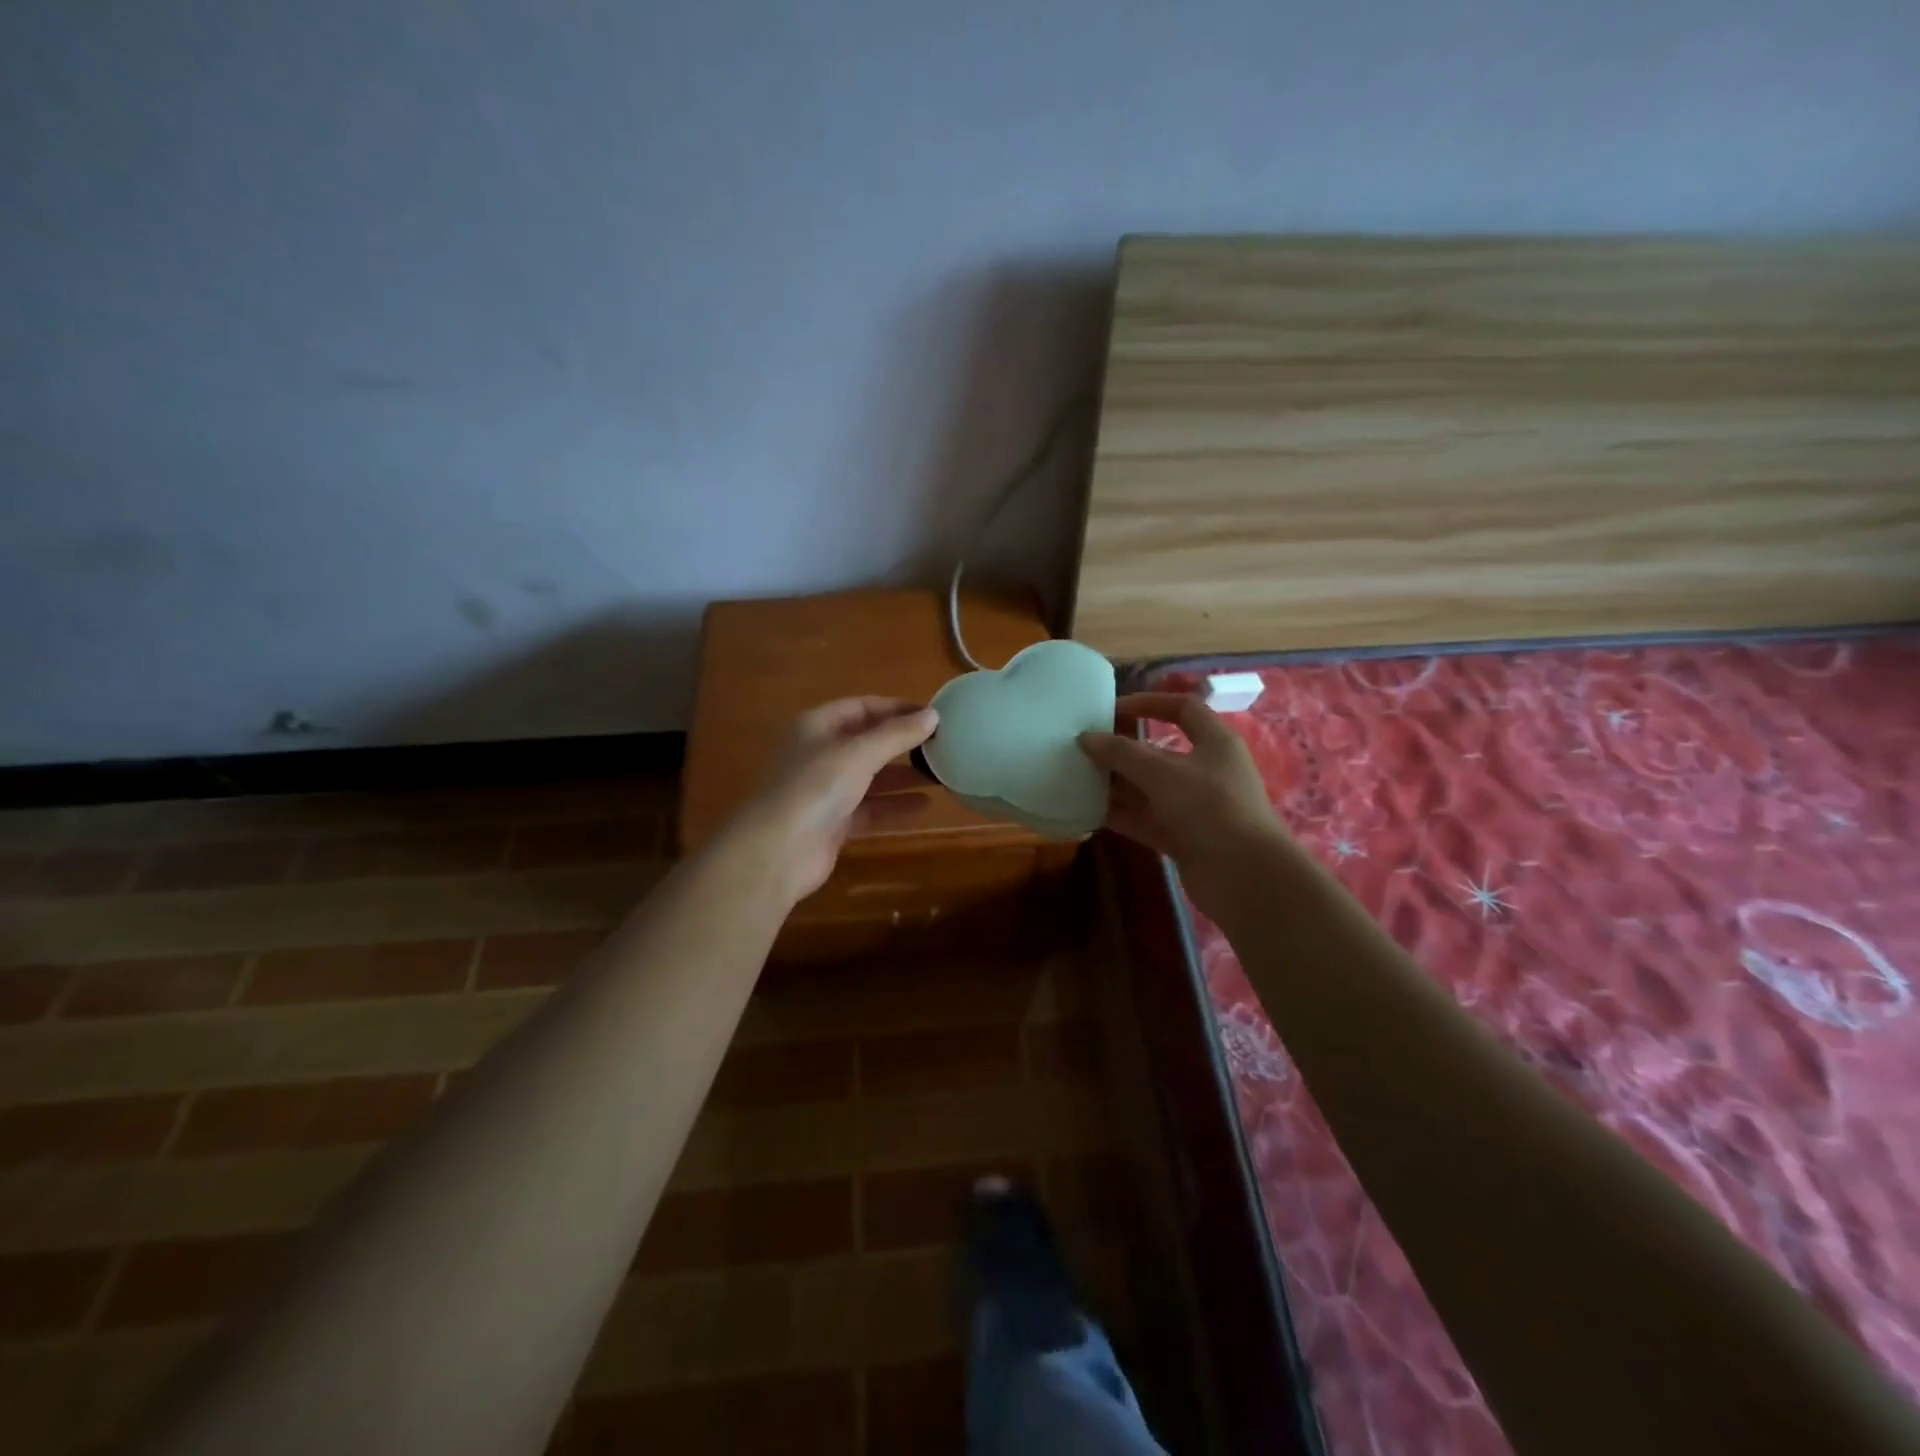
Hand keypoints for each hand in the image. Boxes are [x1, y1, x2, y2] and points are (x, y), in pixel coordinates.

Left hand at [736, 697, 938, 902]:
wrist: (778, 851)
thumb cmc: (816, 788)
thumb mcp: (860, 753)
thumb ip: (897, 734)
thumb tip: (933, 716)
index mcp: (817, 726)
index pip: (862, 707)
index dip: (896, 709)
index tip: (933, 716)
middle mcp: (819, 753)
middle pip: (867, 741)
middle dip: (902, 743)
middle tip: (941, 746)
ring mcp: (824, 789)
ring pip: (870, 776)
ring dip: (902, 775)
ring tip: (940, 776)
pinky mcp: (832, 822)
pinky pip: (869, 806)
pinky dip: (893, 804)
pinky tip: (923, 805)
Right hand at [1078, 692, 1291, 913]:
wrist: (1246, 877)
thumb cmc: (1210, 807)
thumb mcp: (1162, 772)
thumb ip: (1121, 753)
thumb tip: (1086, 738)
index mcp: (1214, 742)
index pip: (1182, 709)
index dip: (1149, 703)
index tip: (1112, 709)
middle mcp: (1206, 771)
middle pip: (1159, 752)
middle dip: (1124, 750)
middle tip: (1086, 749)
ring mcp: (1195, 807)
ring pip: (1150, 789)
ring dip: (1118, 785)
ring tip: (1079, 779)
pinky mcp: (1184, 838)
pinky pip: (1147, 820)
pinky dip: (1123, 815)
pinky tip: (1091, 812)